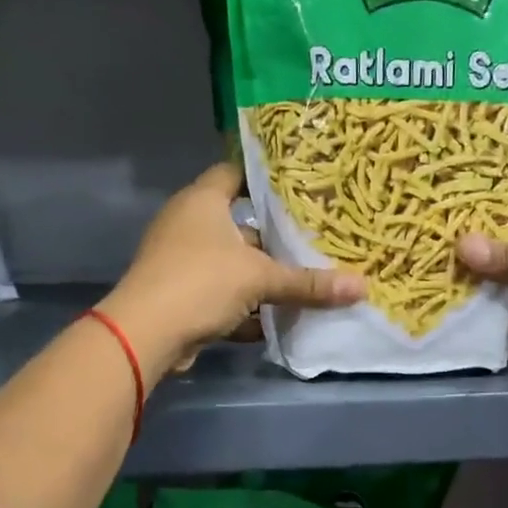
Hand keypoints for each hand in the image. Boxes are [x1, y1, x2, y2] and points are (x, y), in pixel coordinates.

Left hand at [99, 163, 363, 377]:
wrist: (146, 334)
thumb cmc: (201, 283)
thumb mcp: (260, 279)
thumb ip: (308, 283)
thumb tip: (361, 287)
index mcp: (202, 202)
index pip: (234, 173)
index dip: (263, 177)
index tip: (298, 186)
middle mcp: (188, 224)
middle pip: (238, 224)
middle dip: (272, 237)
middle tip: (313, 239)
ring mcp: (180, 261)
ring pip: (231, 263)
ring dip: (260, 277)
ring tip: (303, 281)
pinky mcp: (180, 296)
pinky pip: (220, 295)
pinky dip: (244, 308)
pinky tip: (274, 321)